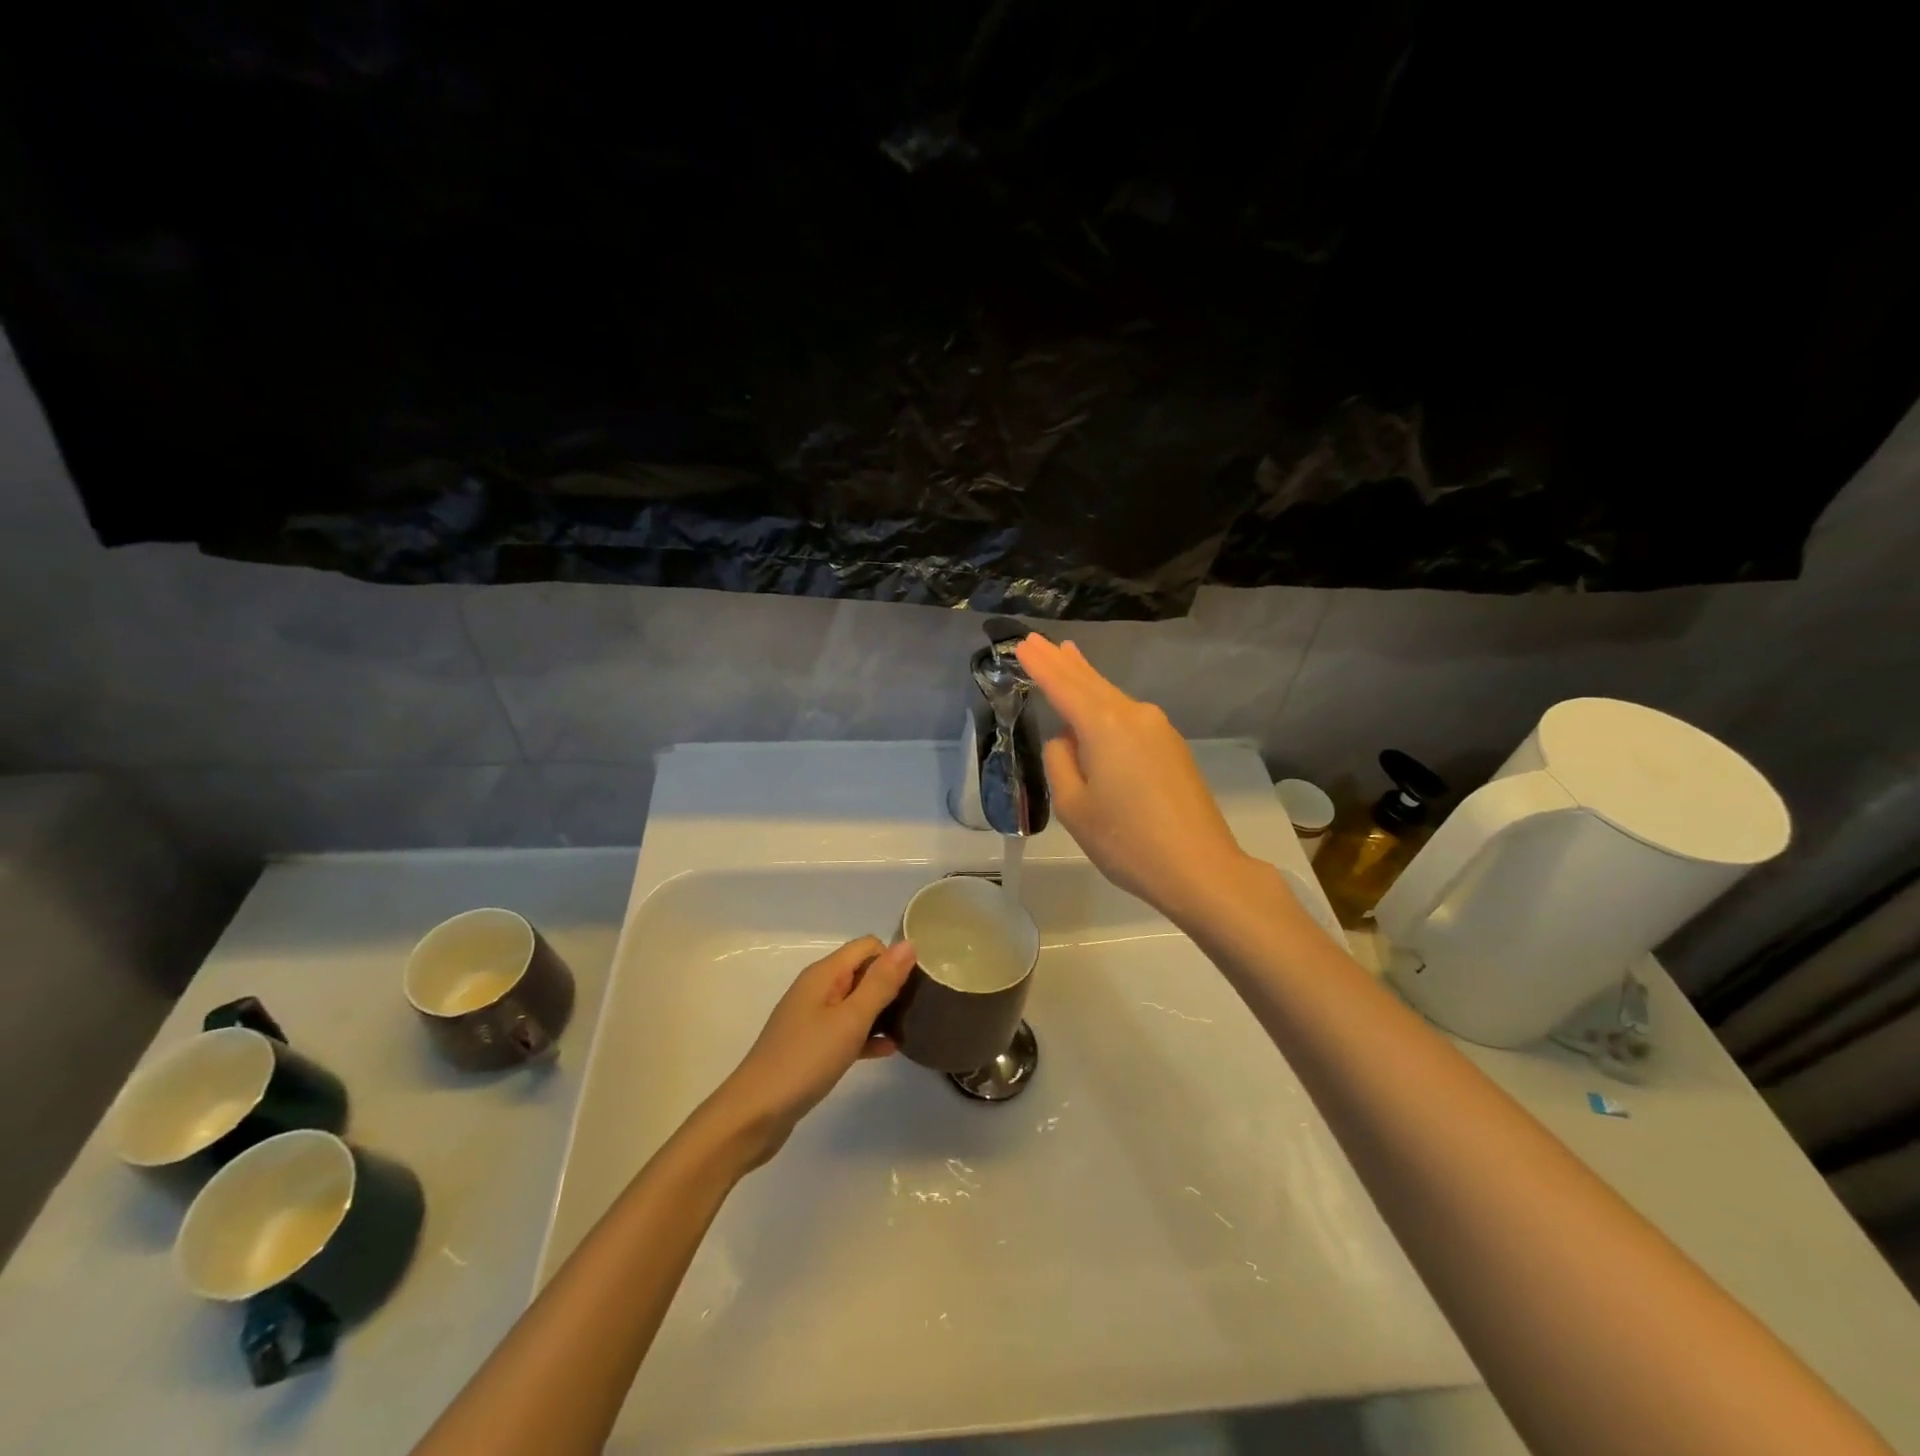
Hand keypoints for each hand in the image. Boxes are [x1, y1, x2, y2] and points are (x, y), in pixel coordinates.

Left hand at [708, 937, 915, 1168]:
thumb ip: (880, 983)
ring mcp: (811, 1019)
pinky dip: (866, 1036)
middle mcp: (816, 989)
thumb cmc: (805, 1060)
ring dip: (880, 1012)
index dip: (892, 959)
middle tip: (917, 1008)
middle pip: (861, 971)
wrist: (754, 1114)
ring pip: (855, 1003)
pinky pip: (845, 1030)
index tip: (915, 986)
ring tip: (909, 1028)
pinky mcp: (810, 1046)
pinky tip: (888, 1051)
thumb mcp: (850, 1020)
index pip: (867, 946)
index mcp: (823, 974)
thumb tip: (908, 944)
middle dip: (889, 984)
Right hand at [1015, 634, 1252, 924]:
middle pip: (1091, 681)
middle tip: (1039, 640)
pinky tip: (1097, 702)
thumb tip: (1068, 739)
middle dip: (1063, 661)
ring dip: (1086, 678)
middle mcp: (1134, 715)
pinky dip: (1106, 702)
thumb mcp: (1073, 806)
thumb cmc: (1126, 841)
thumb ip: (1060, 762)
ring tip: (1067, 656)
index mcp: (1104, 725)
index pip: (1062, 685)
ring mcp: (1158, 729)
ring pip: (1112, 696)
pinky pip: (1128, 715)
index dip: (1040, 664)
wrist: (1200, 868)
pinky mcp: (1172, 747)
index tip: (1022, 643)